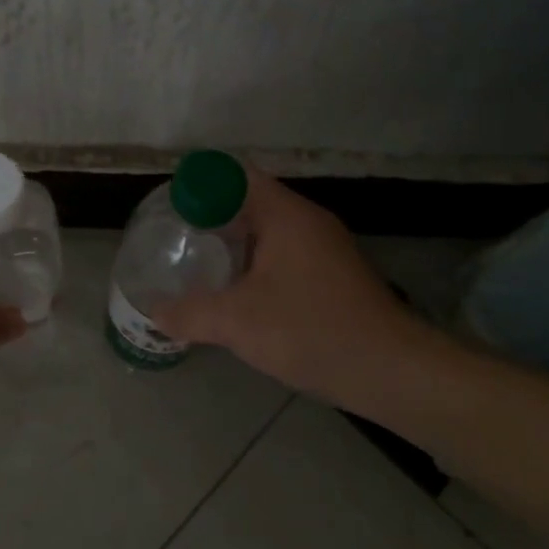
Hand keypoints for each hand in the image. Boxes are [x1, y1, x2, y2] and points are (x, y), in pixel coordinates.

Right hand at [152, 170, 439, 406]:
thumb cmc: (312, 331)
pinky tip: (237, 292)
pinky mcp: (333, 275)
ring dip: (234, 243)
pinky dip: (255, 263)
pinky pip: (283, 254)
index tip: (170, 206)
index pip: (235, 176)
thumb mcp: (238, 323)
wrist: (392, 372)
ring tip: (197, 263)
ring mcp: (324, 248)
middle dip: (211, 216)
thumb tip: (155, 313)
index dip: (200, 184)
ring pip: (267, 231)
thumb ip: (191, 313)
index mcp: (286, 215)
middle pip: (249, 201)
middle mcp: (307, 221)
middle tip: (175, 236)